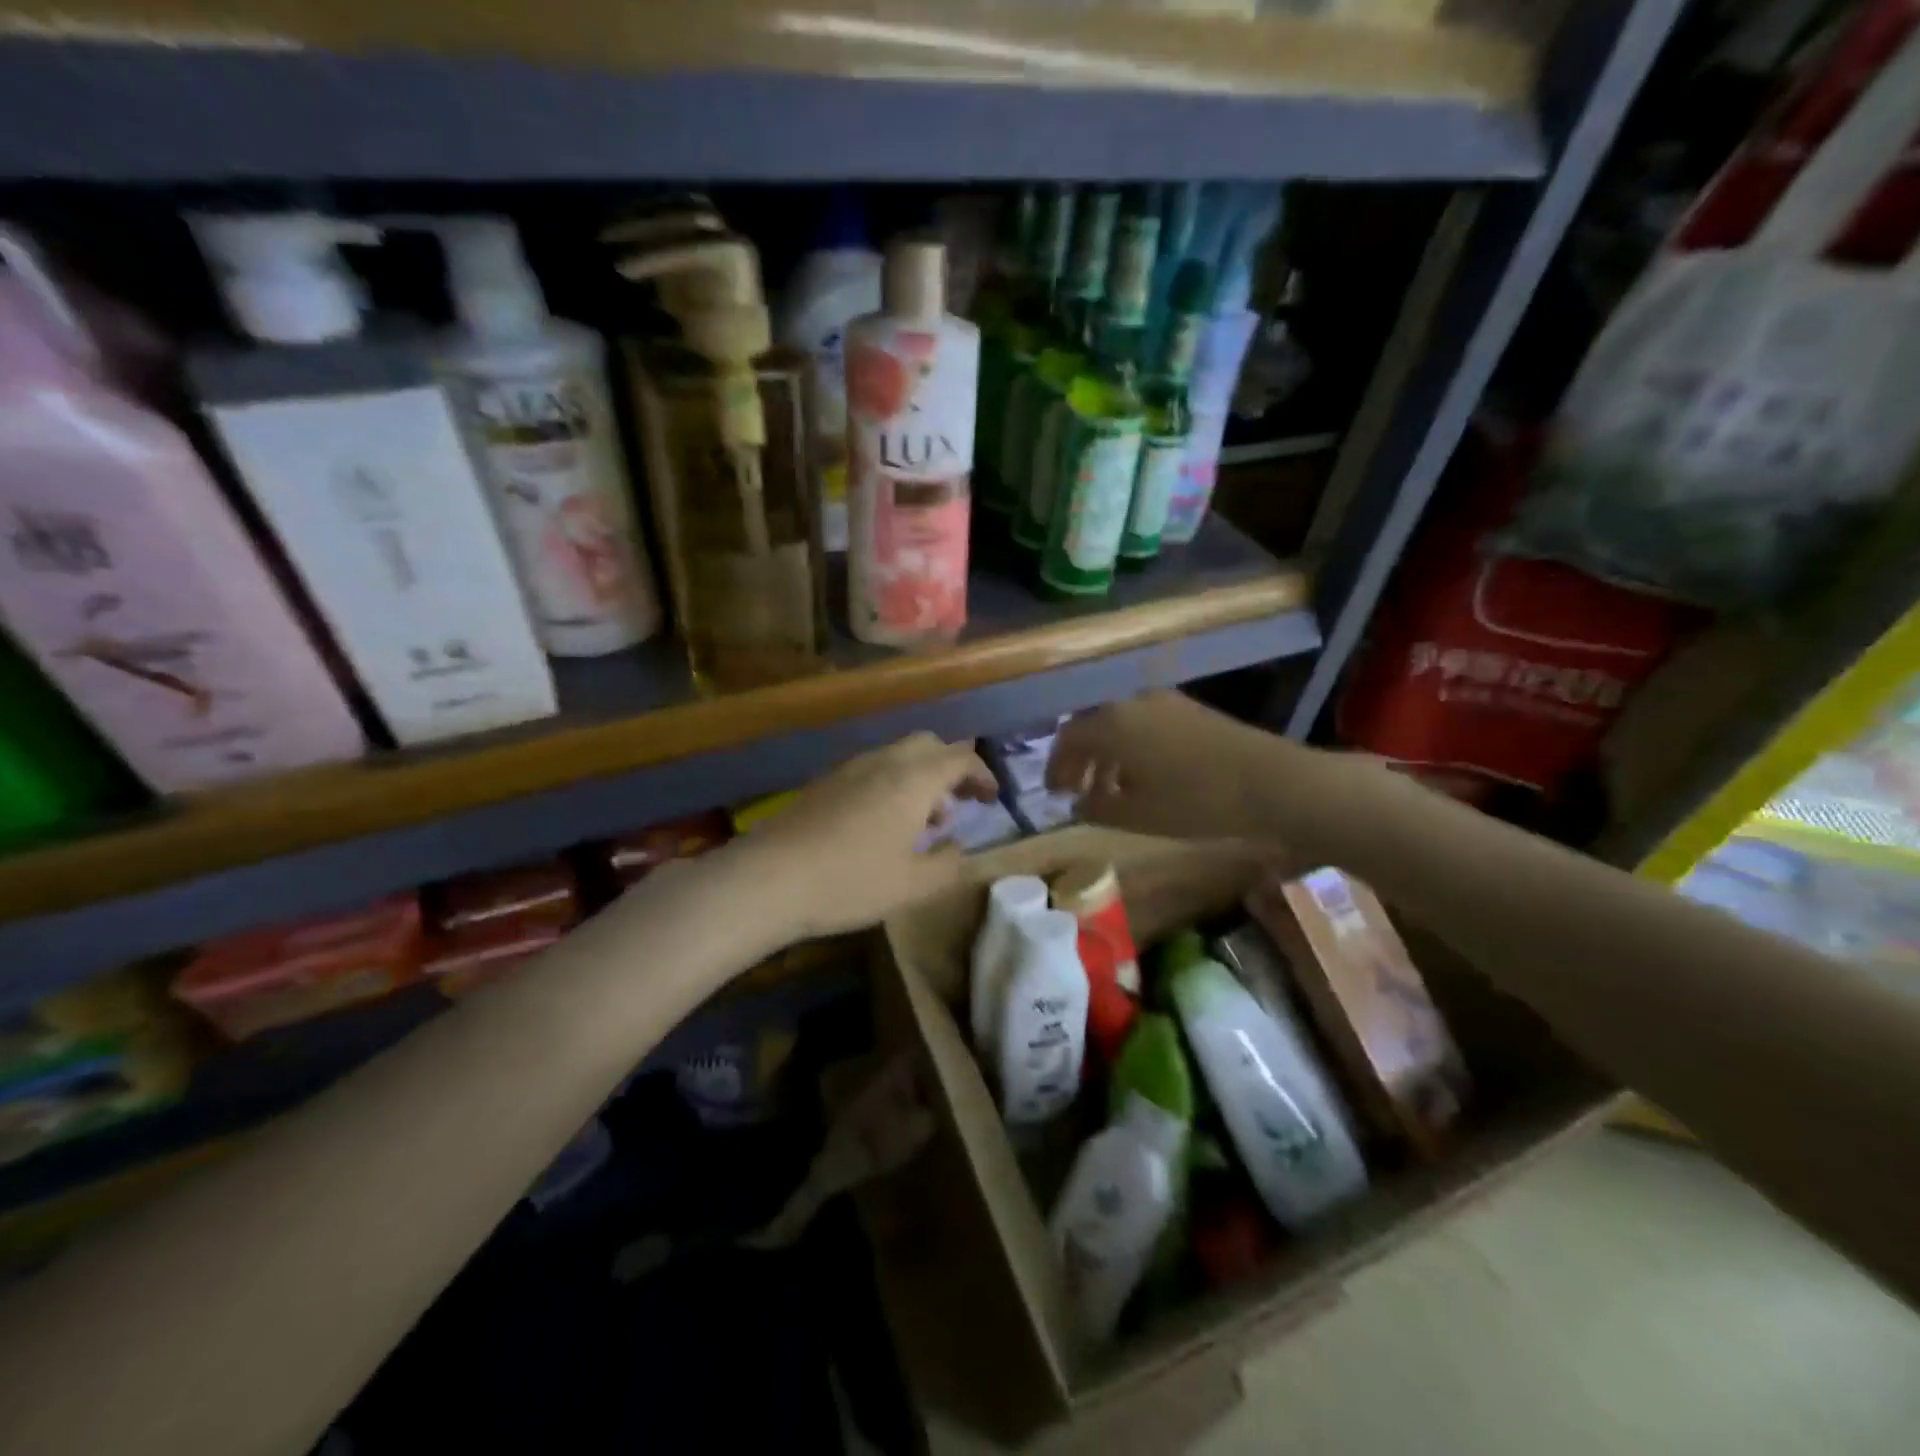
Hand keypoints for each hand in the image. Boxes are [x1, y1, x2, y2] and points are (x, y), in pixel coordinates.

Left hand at [738, 733, 998, 940]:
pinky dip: (893, 784)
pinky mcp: (825, 782)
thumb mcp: (912, 885)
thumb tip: (959, 849)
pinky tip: (884, 825)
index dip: (982, 774)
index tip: (992, 799)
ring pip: (898, 756)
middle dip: (951, 768)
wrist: (769, 877)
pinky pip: (873, 769)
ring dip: (921, 778)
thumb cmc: (851, 880)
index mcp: (913, 779)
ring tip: (925, 822)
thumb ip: (948, 866)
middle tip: (960, 803)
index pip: (960, 757)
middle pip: (928, 745)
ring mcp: (850, 769)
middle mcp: (884, 761)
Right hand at [1047, 692, 1297, 841]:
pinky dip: (1133, 747)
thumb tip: (1078, 805)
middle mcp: (1132, 703)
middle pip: (1092, 726)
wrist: (1270, 781)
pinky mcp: (1189, 710)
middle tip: (1076, 789)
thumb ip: (1097, 809)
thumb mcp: (1137, 815)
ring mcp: (1164, 702)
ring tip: (1110, 789)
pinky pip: (1145, 724)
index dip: (1056, 766)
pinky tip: (1145, 776)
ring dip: (1107, 754)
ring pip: (1120, 724)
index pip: (1068, 738)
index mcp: (1112, 724)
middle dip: (1080, 758)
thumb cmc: (1194, 801)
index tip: (1055, 793)